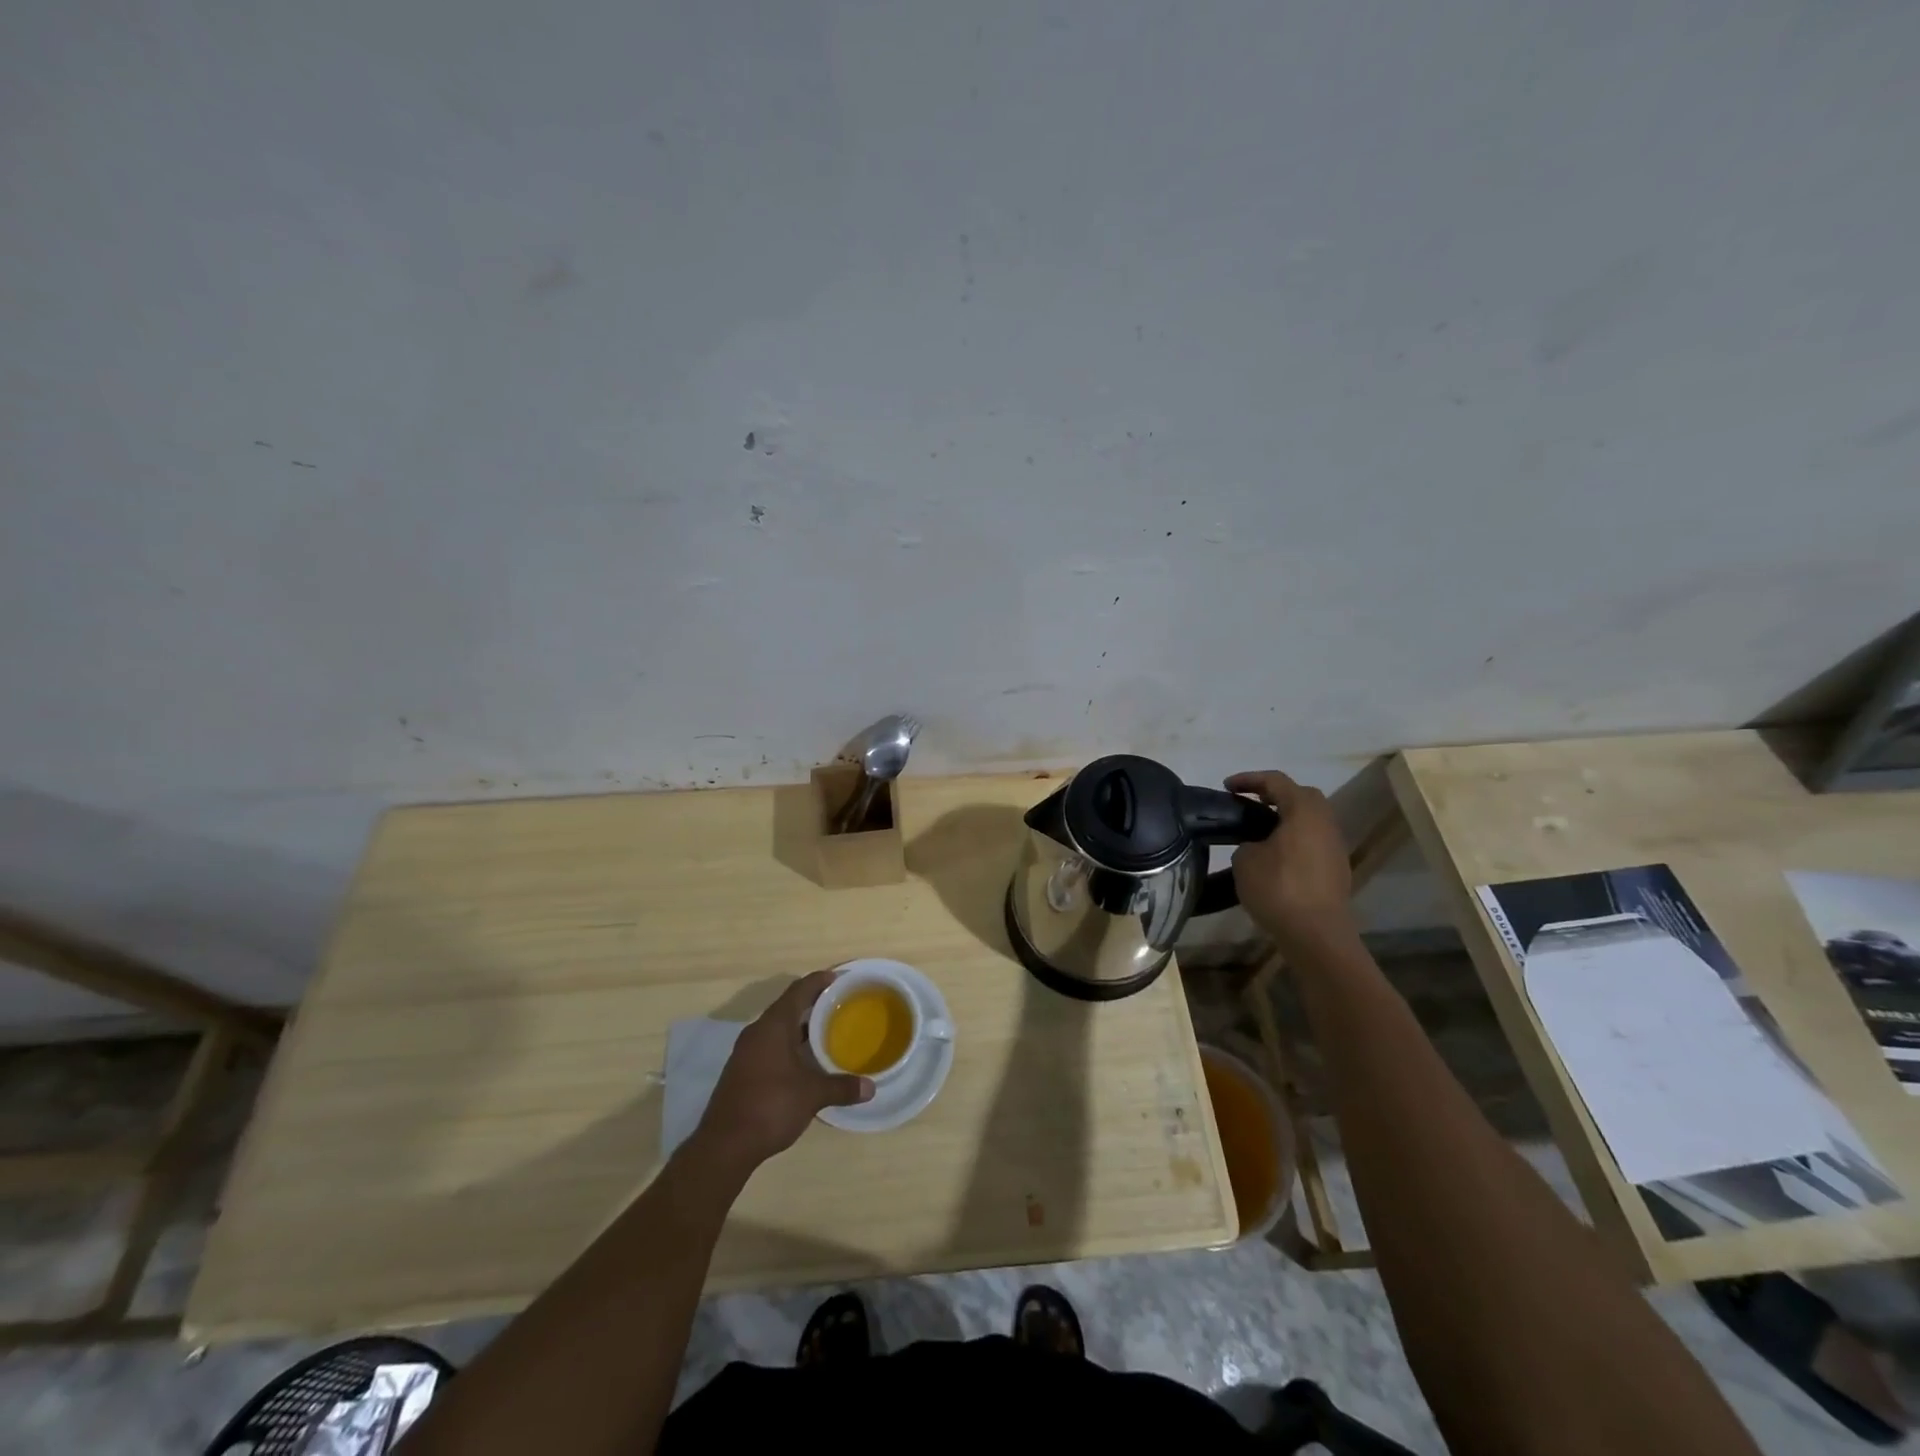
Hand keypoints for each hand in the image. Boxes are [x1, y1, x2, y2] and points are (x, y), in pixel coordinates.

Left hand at [695, 970, 872, 1171]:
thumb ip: (841, 1087)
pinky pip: (770, 1046)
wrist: (724, 1145)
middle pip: (788, 1007)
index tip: (840, 978)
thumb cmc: (770, 1106)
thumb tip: (871, 1088)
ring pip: (778, 1028)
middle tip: (840, 1005)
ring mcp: (746, 1052)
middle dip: (813, 1003)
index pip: (799, 990)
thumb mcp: (812, 1095)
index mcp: (773, 1026)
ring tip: (827, 1031)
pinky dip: (789, 1045)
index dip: (820, 981)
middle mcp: (757, 1032)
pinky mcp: (742, 1071)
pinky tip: (805, 1061)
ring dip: (800, 1027)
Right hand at [1226, 771, 1357, 952]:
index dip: (1249, 779)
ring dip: (1285, 818)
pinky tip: (1275, 856)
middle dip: (1273, 795)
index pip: (1276, 781)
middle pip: (1301, 796)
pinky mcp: (1336, 868)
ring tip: (1258, 830)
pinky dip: (1294, 839)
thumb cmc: (1279, 889)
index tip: (1226, 787)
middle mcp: (1325, 822)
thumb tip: (1257, 846)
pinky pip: (1313, 841)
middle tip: (1248, 803)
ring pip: (1310, 820)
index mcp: (1304, 811)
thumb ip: (1248, 843)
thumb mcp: (1245, 860)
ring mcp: (1335, 846)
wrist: (1316, 934)